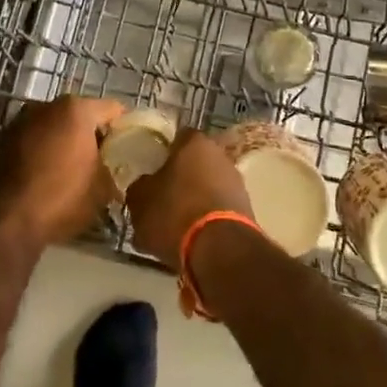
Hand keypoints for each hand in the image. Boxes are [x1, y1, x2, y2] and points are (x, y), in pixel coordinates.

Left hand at [0, 95, 125, 248]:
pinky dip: (43, 152)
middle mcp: (45, 106)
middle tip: (103, 162)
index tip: (130, 148)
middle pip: (80, 115)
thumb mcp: (101, 190)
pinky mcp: (1, 140)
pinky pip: (33, 141)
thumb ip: (113, 172)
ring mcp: (20, 121)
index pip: (113, 109)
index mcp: (76, 110)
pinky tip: (47, 177)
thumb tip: (114, 175)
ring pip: (54, 127)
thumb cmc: (60, 198)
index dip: (125, 128)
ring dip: (64, 143)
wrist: (2, 220)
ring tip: (73, 172)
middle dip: (92, 135)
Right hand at [124, 128, 251, 270]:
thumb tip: (144, 185)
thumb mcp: (140, 200)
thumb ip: (140, 187)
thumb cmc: (174, 213)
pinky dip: (207, 217)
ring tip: (175, 222)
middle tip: (162, 195)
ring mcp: (237, 182)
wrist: (220, 250)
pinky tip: (193, 235)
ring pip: (208, 185)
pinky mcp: (247, 209)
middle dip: (181, 176)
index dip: (163, 151)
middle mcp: (220, 155)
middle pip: (195, 161)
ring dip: (195, 198)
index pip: (177, 137)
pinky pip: (219, 207)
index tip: (152, 167)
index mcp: (194, 143)